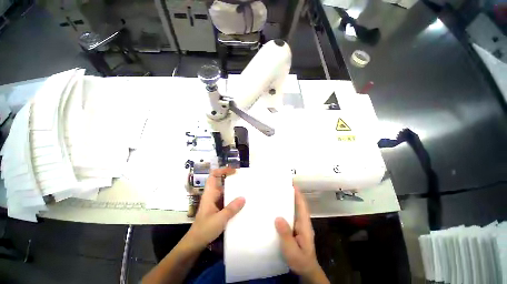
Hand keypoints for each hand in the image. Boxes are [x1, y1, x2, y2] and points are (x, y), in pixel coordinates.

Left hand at [186, 167, 245, 249]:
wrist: (195, 243)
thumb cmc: (204, 229)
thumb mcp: (220, 219)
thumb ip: (232, 208)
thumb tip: (243, 198)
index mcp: (210, 194)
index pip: (214, 176)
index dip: (223, 170)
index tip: (234, 171)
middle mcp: (212, 196)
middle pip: (221, 182)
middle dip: (231, 179)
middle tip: (244, 180)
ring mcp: (215, 202)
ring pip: (224, 191)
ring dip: (233, 190)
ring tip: (245, 190)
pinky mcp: (217, 209)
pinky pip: (226, 200)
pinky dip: (233, 199)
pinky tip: (241, 203)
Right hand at [275, 188, 328, 283]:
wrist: (305, 271)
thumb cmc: (300, 260)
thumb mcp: (292, 250)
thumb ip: (286, 235)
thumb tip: (278, 217)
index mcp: (304, 224)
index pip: (302, 205)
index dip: (298, 194)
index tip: (292, 183)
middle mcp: (302, 222)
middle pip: (298, 204)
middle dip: (292, 194)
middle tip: (280, 186)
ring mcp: (298, 225)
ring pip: (294, 209)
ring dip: (287, 200)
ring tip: (276, 193)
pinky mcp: (294, 229)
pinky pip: (289, 215)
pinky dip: (284, 209)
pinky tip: (275, 208)